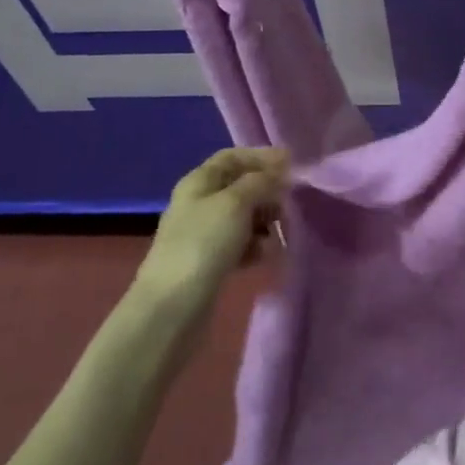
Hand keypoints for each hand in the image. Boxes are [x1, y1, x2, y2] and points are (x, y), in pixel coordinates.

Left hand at [136, 147, 288, 311]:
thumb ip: (260, 182)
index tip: (291, 164)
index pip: (233, 156)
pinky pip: (240, 244)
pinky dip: (256, 246)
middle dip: (267, 192)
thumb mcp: (236, 203)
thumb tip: (278, 173)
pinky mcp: (210, 263)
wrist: (173, 308)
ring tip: (280, 232)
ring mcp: (204, 235)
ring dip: (265, 221)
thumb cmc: (204, 244)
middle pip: (240, 186)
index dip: (261, 156)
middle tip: (289, 203)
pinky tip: (266, 255)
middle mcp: (200, 203)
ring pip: (243, 217)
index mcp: (199, 182)